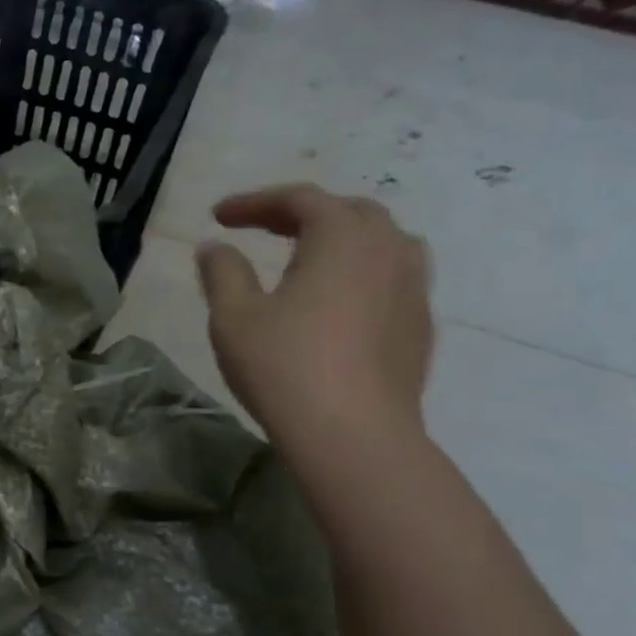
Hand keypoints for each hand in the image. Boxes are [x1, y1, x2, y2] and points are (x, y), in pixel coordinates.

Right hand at [195, 184, 433, 452]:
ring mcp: (413, 289)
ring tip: (310, 257)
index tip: (218, 216)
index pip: (299, 199)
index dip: (255, 202)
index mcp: (342, 238)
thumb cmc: (285, 367)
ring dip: (341, 239)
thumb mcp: (234, 317)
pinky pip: (394, 278)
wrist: (354, 436)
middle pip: (348, 212)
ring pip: (382, 242)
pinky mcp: (420, 327)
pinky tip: (339, 302)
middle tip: (262, 229)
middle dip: (301, 213)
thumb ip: (222, 273)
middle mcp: (388, 250)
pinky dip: (361, 273)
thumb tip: (215, 247)